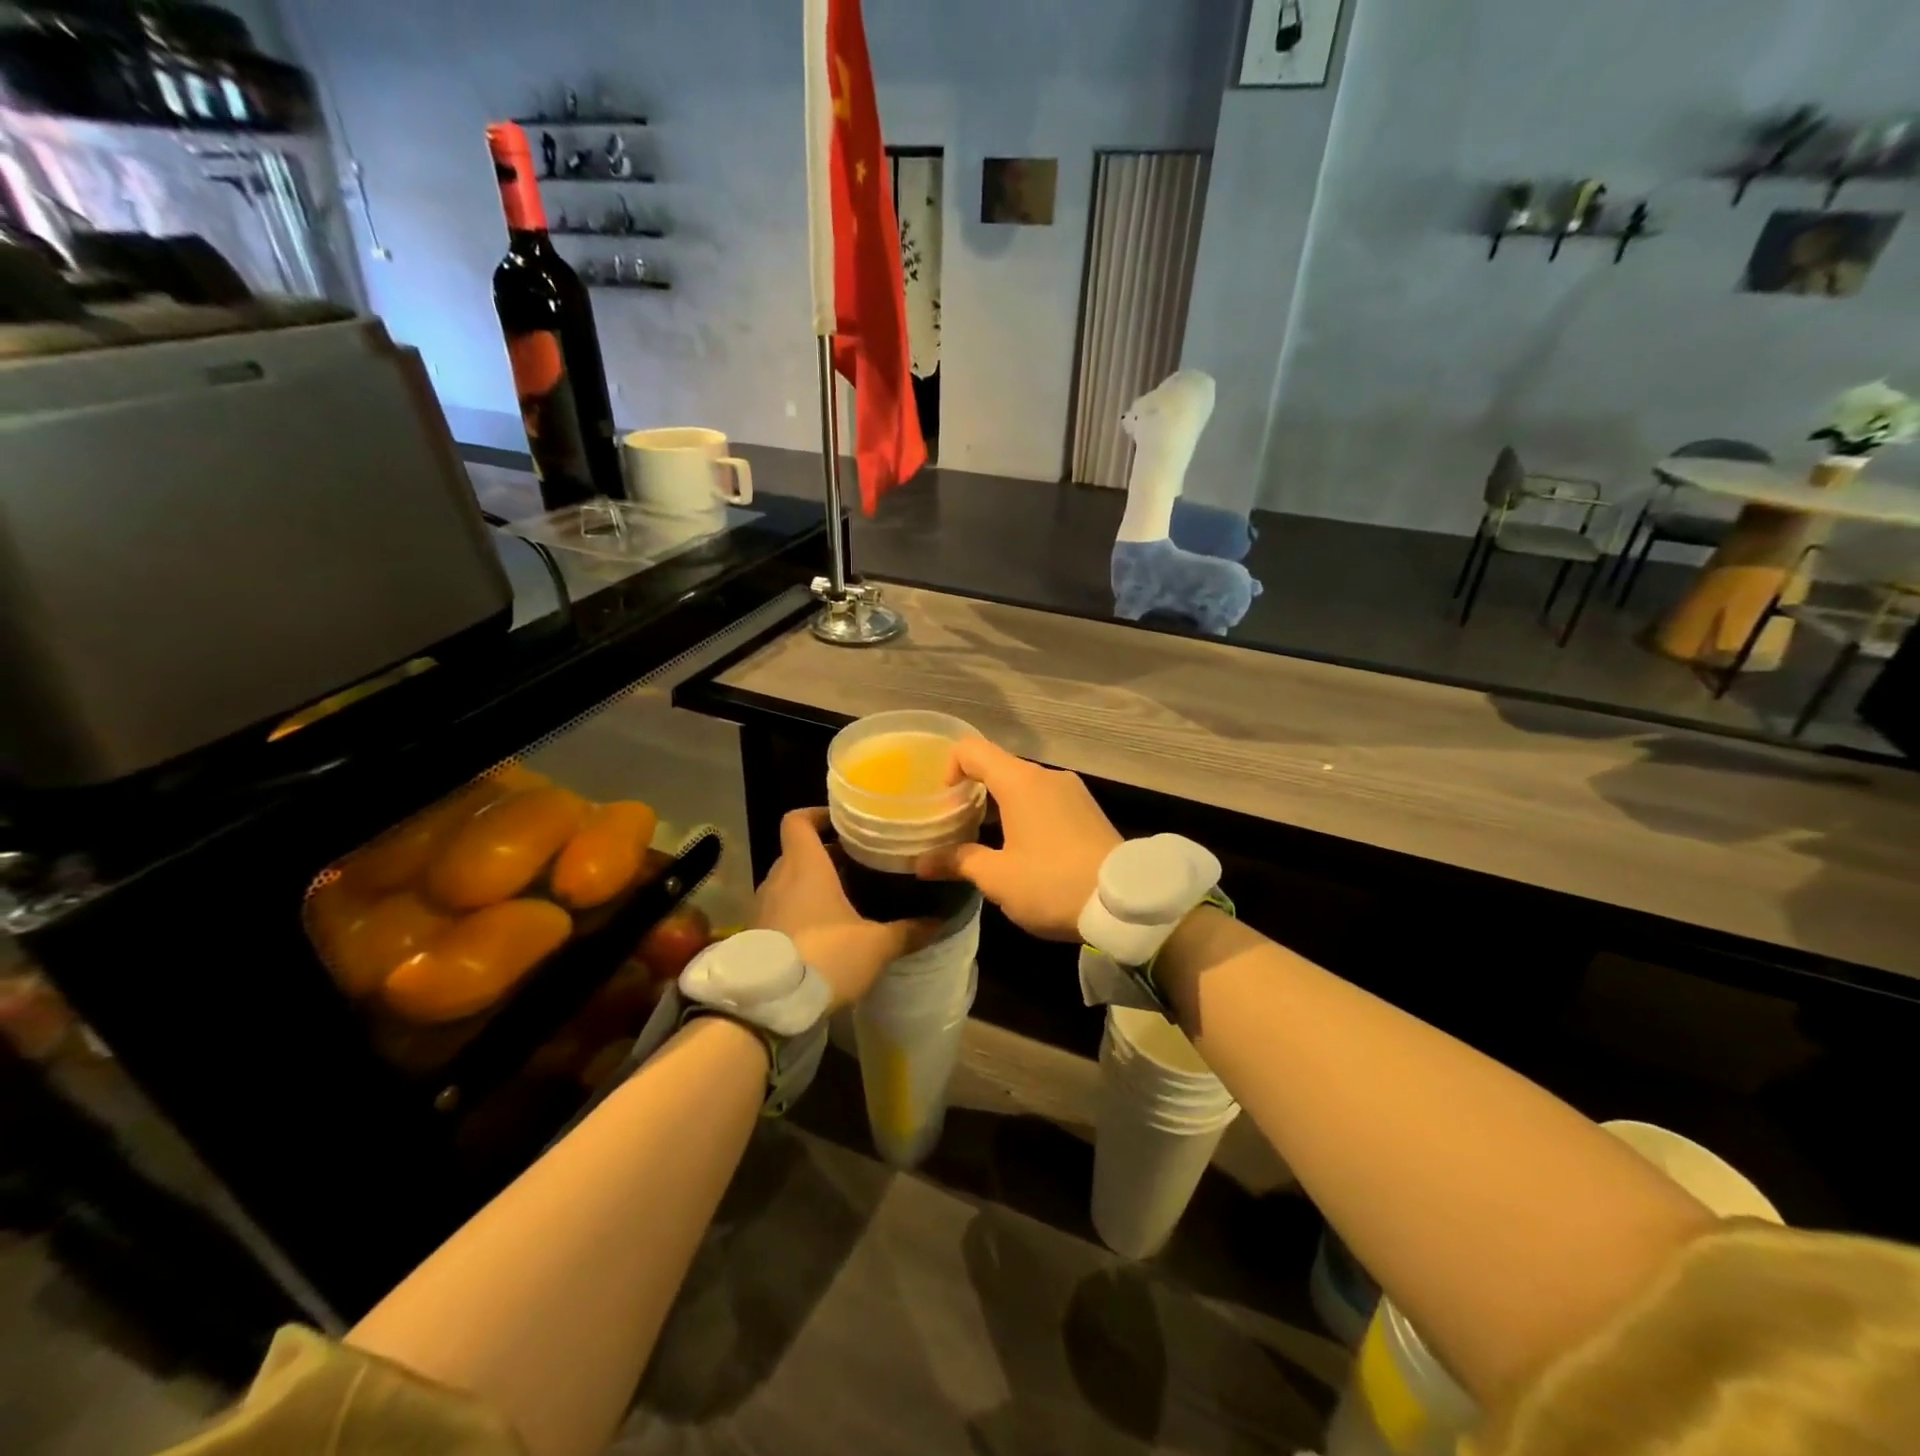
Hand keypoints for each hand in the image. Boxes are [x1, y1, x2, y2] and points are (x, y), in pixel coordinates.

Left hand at [755, 809, 932, 1006]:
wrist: (769, 1006)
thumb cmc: (825, 957)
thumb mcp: (876, 946)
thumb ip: (908, 931)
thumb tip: (939, 921)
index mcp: (805, 866)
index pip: (797, 821)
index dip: (817, 815)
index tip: (844, 824)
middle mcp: (779, 879)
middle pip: (798, 852)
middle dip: (827, 856)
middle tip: (860, 866)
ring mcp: (763, 907)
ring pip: (789, 882)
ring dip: (813, 886)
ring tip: (847, 899)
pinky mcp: (757, 935)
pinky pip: (781, 910)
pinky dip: (800, 911)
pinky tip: (827, 932)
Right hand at [915, 738, 1119, 940]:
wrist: (1126, 902)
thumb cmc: (1052, 883)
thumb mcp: (998, 878)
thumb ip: (958, 862)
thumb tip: (921, 864)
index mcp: (1020, 781)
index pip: (972, 750)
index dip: (949, 767)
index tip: (944, 802)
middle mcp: (1047, 776)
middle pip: (998, 767)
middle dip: (973, 792)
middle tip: (958, 826)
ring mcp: (1072, 791)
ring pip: (1024, 785)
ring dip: (1001, 806)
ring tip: (989, 842)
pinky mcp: (1088, 809)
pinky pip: (1046, 799)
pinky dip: (1026, 813)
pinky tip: (1025, 849)